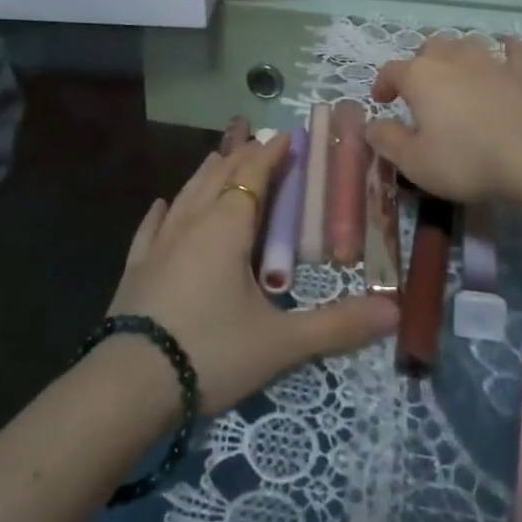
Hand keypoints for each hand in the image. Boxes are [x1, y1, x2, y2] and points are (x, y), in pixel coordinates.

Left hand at [106, 133, 398, 413]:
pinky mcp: (136, 267)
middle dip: (242, 155)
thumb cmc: (210, 352)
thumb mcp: (280, 344)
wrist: (127, 386)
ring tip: (219, 156)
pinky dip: (162, 211)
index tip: (286, 135)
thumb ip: (337, 327)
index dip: (271, 153)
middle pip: (220, 175)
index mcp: (228, 226)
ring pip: (187, 193)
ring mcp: (160, 243)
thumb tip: (394, 313)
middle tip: (258, 140)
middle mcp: (193, 222)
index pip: (254, 175)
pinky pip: (151, 227)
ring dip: (207, 172)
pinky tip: (162, 204)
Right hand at [367, 34, 521, 214]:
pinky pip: (512, 51)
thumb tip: (371, 125)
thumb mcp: (415, 162)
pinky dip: (506, 50)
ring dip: (456, 54)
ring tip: (456, 72)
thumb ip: (388, 141)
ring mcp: (490, 61)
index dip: (383, 84)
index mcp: (420, 76)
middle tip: (420, 88)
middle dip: (420, 63)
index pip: (391, 71)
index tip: (383, 101)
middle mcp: (451, 58)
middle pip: (429, 48)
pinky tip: (507, 51)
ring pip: (466, 44)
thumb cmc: (467, 159)